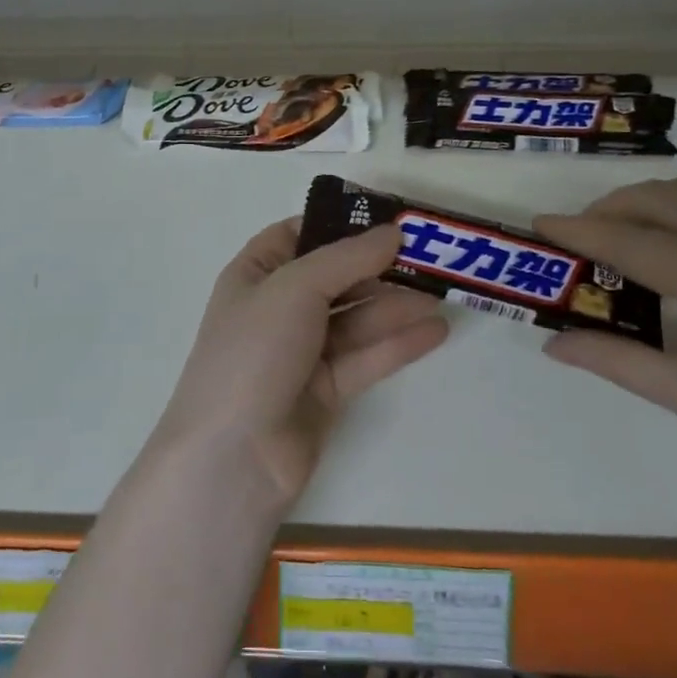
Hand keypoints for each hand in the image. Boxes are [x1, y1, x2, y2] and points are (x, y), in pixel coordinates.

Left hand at [152, 220, 449, 510]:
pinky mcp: (325, 391)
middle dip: (378, 268)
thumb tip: (393, 232)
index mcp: (255, 274)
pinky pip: (365, 358)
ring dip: (395, 306)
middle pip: (335, 278)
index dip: (338, 225)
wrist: (233, 457)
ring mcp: (301, 352)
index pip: (297, 236)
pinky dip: (398, 344)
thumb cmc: (254, 351)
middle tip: (429, 258)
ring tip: (443, 294)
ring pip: (355, 319)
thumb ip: (347, 258)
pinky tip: (436, 331)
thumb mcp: (295, 288)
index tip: (386, 220)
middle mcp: (278, 308)